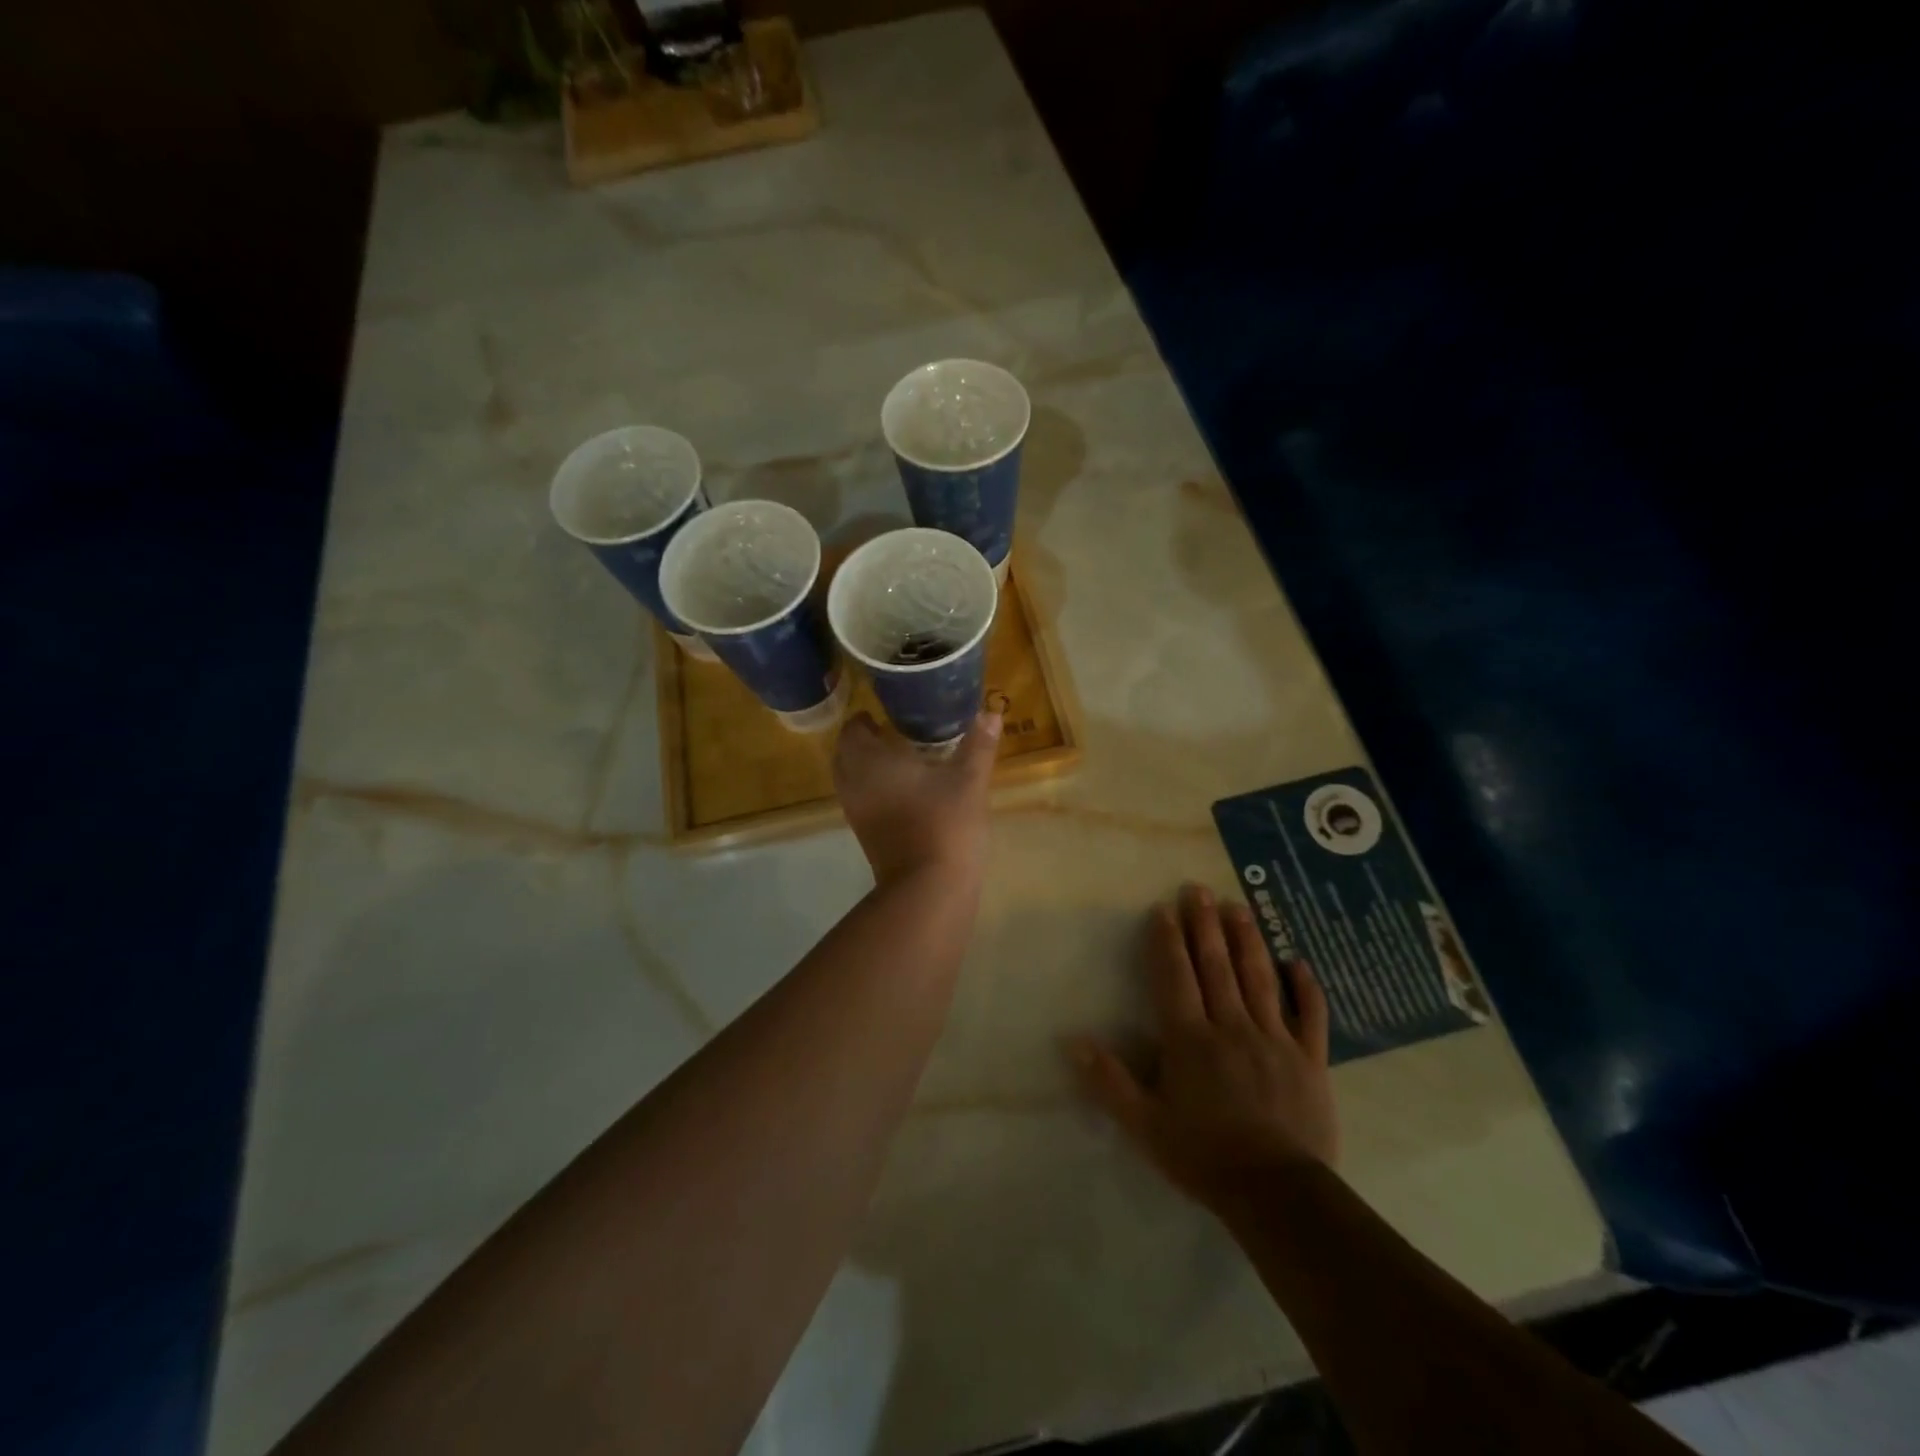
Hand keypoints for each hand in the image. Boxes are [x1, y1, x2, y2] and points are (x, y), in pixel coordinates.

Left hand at [833, 709, 1000, 884]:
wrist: (928, 888)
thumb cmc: (946, 824)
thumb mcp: (969, 780)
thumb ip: (979, 745)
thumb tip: (991, 712)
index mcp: (871, 761)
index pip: (853, 729)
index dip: (865, 718)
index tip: (887, 713)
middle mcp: (854, 783)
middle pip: (846, 753)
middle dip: (864, 741)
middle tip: (892, 732)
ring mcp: (856, 811)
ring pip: (852, 779)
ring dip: (868, 766)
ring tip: (900, 759)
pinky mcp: (864, 834)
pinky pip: (861, 799)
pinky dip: (874, 788)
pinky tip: (905, 790)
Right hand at [1068, 884, 1336, 1217]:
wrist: (1277, 1193)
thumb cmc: (1204, 1156)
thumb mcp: (1144, 1125)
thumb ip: (1109, 1081)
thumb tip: (1072, 1041)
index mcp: (1190, 1039)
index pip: (1175, 977)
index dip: (1167, 941)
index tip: (1163, 909)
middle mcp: (1231, 1027)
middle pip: (1216, 966)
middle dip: (1205, 925)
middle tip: (1199, 889)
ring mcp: (1275, 1039)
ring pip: (1259, 978)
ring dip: (1247, 939)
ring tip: (1239, 907)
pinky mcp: (1310, 1059)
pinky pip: (1310, 1015)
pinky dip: (1305, 987)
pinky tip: (1298, 962)